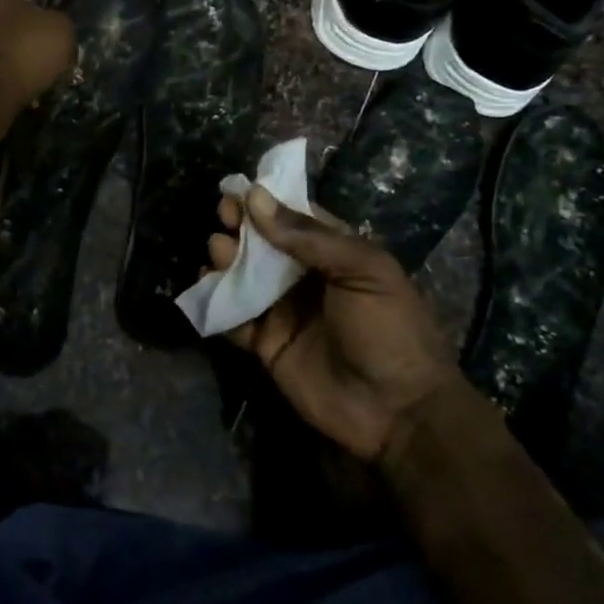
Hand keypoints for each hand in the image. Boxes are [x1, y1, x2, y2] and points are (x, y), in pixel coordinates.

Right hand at [210, 188, 465, 462]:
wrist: (398, 412)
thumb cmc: (388, 329)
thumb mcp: (362, 270)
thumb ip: (308, 236)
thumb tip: (255, 197)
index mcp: (333, 253)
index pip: (292, 217)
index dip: (265, 203)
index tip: (237, 192)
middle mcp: (304, 277)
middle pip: (262, 243)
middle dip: (239, 227)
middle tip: (223, 219)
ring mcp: (282, 311)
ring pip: (243, 275)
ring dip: (226, 258)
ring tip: (219, 251)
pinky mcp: (265, 344)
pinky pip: (233, 317)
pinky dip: (216, 300)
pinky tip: (205, 284)